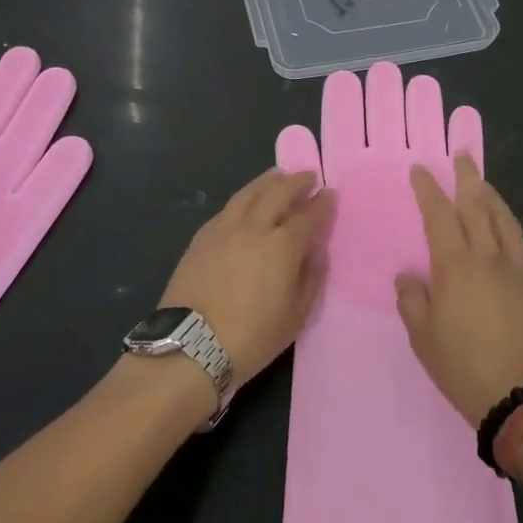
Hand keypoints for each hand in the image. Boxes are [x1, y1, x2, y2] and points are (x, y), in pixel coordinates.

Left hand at [159, 170, 332, 385]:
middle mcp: (255, 226)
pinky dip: (245, 198)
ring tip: (278, 176)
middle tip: (308, 176)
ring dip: (268, 180)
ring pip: (250, 192)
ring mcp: (225, 227)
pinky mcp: (202, 236)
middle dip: (297, 181)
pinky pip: (229, 206)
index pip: (310, 215)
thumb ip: (311, 279)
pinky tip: (247, 201)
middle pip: (279, 191)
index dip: (323, 204)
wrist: (191, 345)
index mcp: (283, 245)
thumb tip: (316, 253)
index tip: (330, 194)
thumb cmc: (251, 337)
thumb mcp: (296, 316)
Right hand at [397, 154, 522, 426]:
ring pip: (506, 222)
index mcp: (455, 265)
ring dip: (494, 198)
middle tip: (462, 155)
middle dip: (467, 177)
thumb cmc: (464, 368)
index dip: (428, 188)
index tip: (421, 169)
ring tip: (485, 185)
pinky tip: (516, 240)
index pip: (439, 214)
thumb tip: (410, 276)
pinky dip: (519, 238)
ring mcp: (519, 271)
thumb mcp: (423, 338)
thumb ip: (413, 301)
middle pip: (477, 205)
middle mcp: (489, 257)